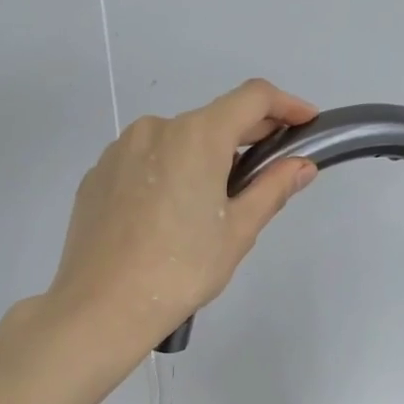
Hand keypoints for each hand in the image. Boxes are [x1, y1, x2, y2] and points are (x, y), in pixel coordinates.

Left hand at [47, 79, 318, 348]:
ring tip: (210, 204)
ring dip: (203, 157)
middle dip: (246, 136)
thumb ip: (272, 188)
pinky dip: (167, 172)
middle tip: (268, 170)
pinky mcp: (97, 174)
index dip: (286, 104)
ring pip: (176, 140)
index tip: (306, 122)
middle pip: (212, 118)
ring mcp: (120, 150)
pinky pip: (145, 161)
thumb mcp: (238, 231)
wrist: (102, 305)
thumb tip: (301, 165)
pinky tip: (167, 214)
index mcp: (196, 135)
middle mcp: (156, 128)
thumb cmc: (182, 269)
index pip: (253, 98)